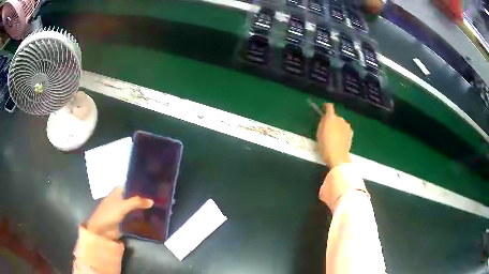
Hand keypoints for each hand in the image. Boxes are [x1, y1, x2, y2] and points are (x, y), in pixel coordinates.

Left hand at [87, 186, 153, 240]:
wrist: (102, 231)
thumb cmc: (109, 214)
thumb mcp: (123, 206)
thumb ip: (136, 202)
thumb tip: (152, 201)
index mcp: (118, 192)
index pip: (130, 186)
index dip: (139, 186)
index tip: (152, 187)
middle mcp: (120, 200)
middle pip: (133, 198)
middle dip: (143, 199)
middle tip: (159, 199)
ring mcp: (123, 212)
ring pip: (135, 209)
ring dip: (143, 210)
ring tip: (159, 209)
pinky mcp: (125, 222)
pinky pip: (135, 219)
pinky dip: (142, 219)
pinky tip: (152, 219)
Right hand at [316, 103, 352, 167]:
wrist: (338, 156)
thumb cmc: (325, 145)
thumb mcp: (319, 133)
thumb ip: (322, 123)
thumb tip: (325, 119)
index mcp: (331, 117)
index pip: (329, 107)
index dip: (326, 106)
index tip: (323, 108)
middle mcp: (340, 119)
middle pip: (335, 116)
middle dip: (331, 120)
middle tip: (327, 129)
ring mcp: (347, 126)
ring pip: (341, 123)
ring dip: (337, 126)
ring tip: (333, 136)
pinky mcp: (351, 133)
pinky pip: (345, 129)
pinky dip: (342, 132)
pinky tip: (339, 140)